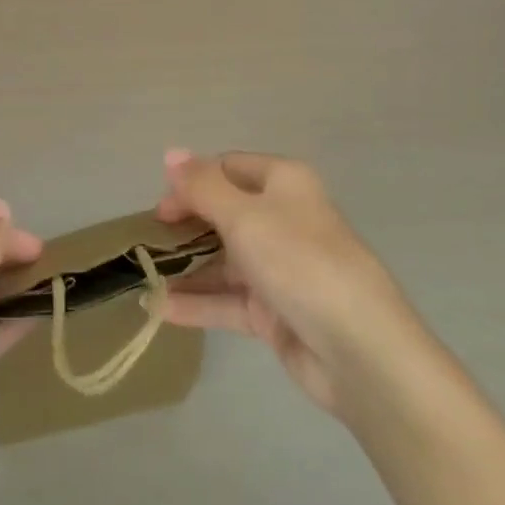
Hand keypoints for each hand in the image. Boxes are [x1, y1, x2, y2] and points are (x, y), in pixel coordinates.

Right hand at [155, 149, 414, 417]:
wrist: (360, 351)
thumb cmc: (299, 261)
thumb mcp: (243, 215)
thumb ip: (202, 186)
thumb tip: (171, 154)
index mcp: (283, 183)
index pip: (228, 169)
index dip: (192, 182)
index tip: (161, 207)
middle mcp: (282, 219)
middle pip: (224, 213)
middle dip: (186, 225)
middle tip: (149, 241)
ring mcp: (279, 268)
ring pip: (223, 260)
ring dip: (186, 267)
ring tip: (144, 277)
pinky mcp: (275, 312)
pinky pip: (228, 300)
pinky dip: (198, 302)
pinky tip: (160, 309)